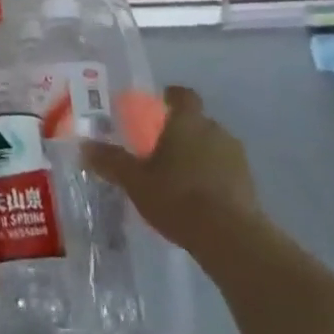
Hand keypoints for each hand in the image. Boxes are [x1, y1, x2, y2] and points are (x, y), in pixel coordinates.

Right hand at [82, 85, 263, 254]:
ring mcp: (236, 156)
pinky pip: (226, 171)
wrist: (231, 237)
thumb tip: (84, 146)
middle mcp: (214, 130)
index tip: (158, 108)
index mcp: (187, 121)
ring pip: (213, 146)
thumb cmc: (178, 197)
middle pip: (197, 121)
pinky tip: (201, 201)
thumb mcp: (135, 181)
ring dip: (200, 156)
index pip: (182, 95)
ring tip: (181, 180)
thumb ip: (111, 161)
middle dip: (181, 132)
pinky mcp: (250, 183)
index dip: (171, 98)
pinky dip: (214, 178)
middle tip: (162, 152)